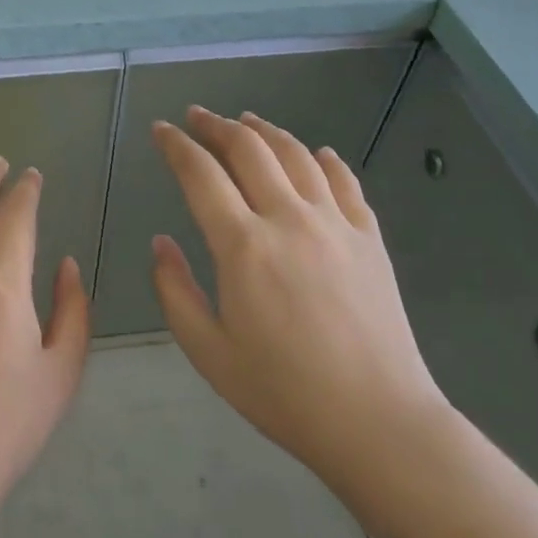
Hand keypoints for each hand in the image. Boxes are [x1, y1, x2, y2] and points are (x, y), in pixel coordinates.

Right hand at [150, 108, 451, 522]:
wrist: (378, 420)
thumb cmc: (283, 391)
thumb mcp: (208, 352)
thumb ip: (175, 291)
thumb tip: (161, 242)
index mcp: (243, 245)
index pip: (201, 174)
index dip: (176, 146)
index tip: (160, 129)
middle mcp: (288, 218)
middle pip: (249, 149)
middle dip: (216, 126)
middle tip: (197, 117)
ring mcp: (335, 223)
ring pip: (296, 154)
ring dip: (266, 131)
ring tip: (246, 121)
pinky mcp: (369, 237)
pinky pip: (344, 181)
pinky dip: (324, 159)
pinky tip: (316, 153)